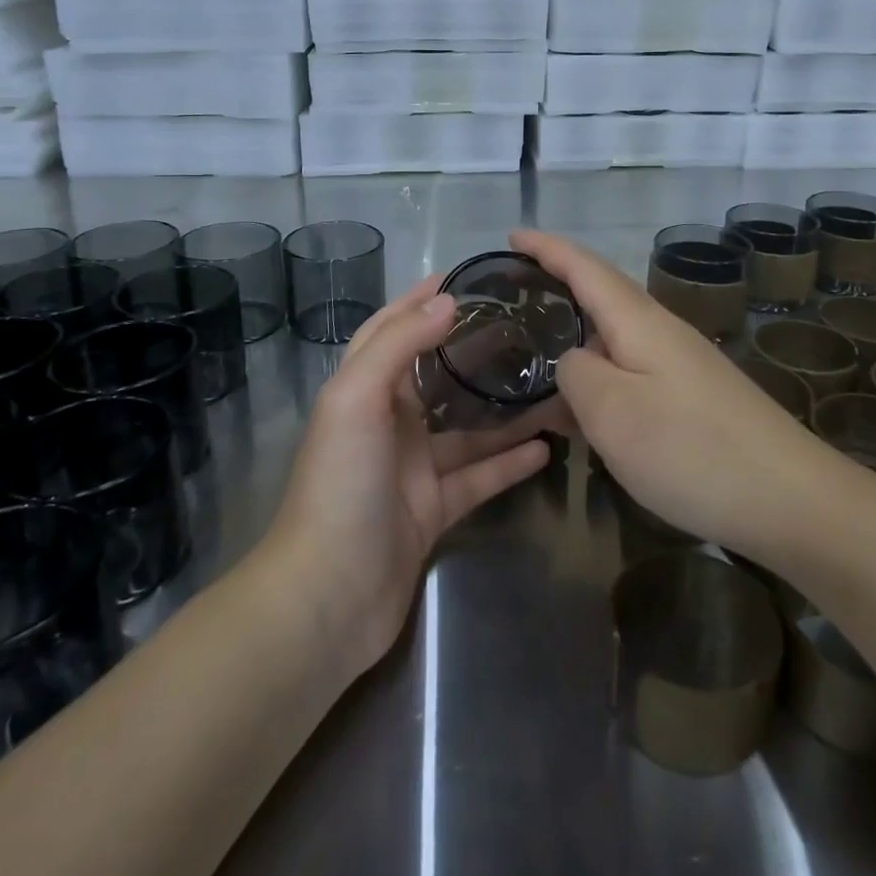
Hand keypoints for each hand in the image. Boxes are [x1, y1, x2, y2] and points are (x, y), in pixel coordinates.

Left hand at [266, 275, 555, 676]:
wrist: (327, 596)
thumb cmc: (339, 483)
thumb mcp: (357, 399)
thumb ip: (399, 344)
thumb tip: (446, 300)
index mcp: (363, 389)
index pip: (391, 330)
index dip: (419, 301)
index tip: (463, 279)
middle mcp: (387, 423)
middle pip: (436, 376)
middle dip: (472, 351)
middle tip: (522, 330)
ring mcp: (411, 469)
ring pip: (465, 429)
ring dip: (502, 411)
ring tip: (549, 386)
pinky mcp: (433, 510)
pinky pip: (477, 477)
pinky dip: (507, 463)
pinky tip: (545, 448)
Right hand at [514, 229, 823, 560]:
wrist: (792, 500)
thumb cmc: (693, 449)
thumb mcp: (613, 412)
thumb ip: (576, 373)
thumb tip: (572, 360)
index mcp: (639, 321)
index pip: (584, 267)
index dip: (546, 248)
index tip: (511, 235)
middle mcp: (661, 331)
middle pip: (600, 295)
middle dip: (556, 287)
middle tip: (510, 296)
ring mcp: (681, 365)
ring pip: (614, 337)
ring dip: (574, 337)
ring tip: (533, 352)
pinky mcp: (692, 398)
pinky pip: (630, 370)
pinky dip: (597, 376)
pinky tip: (582, 407)